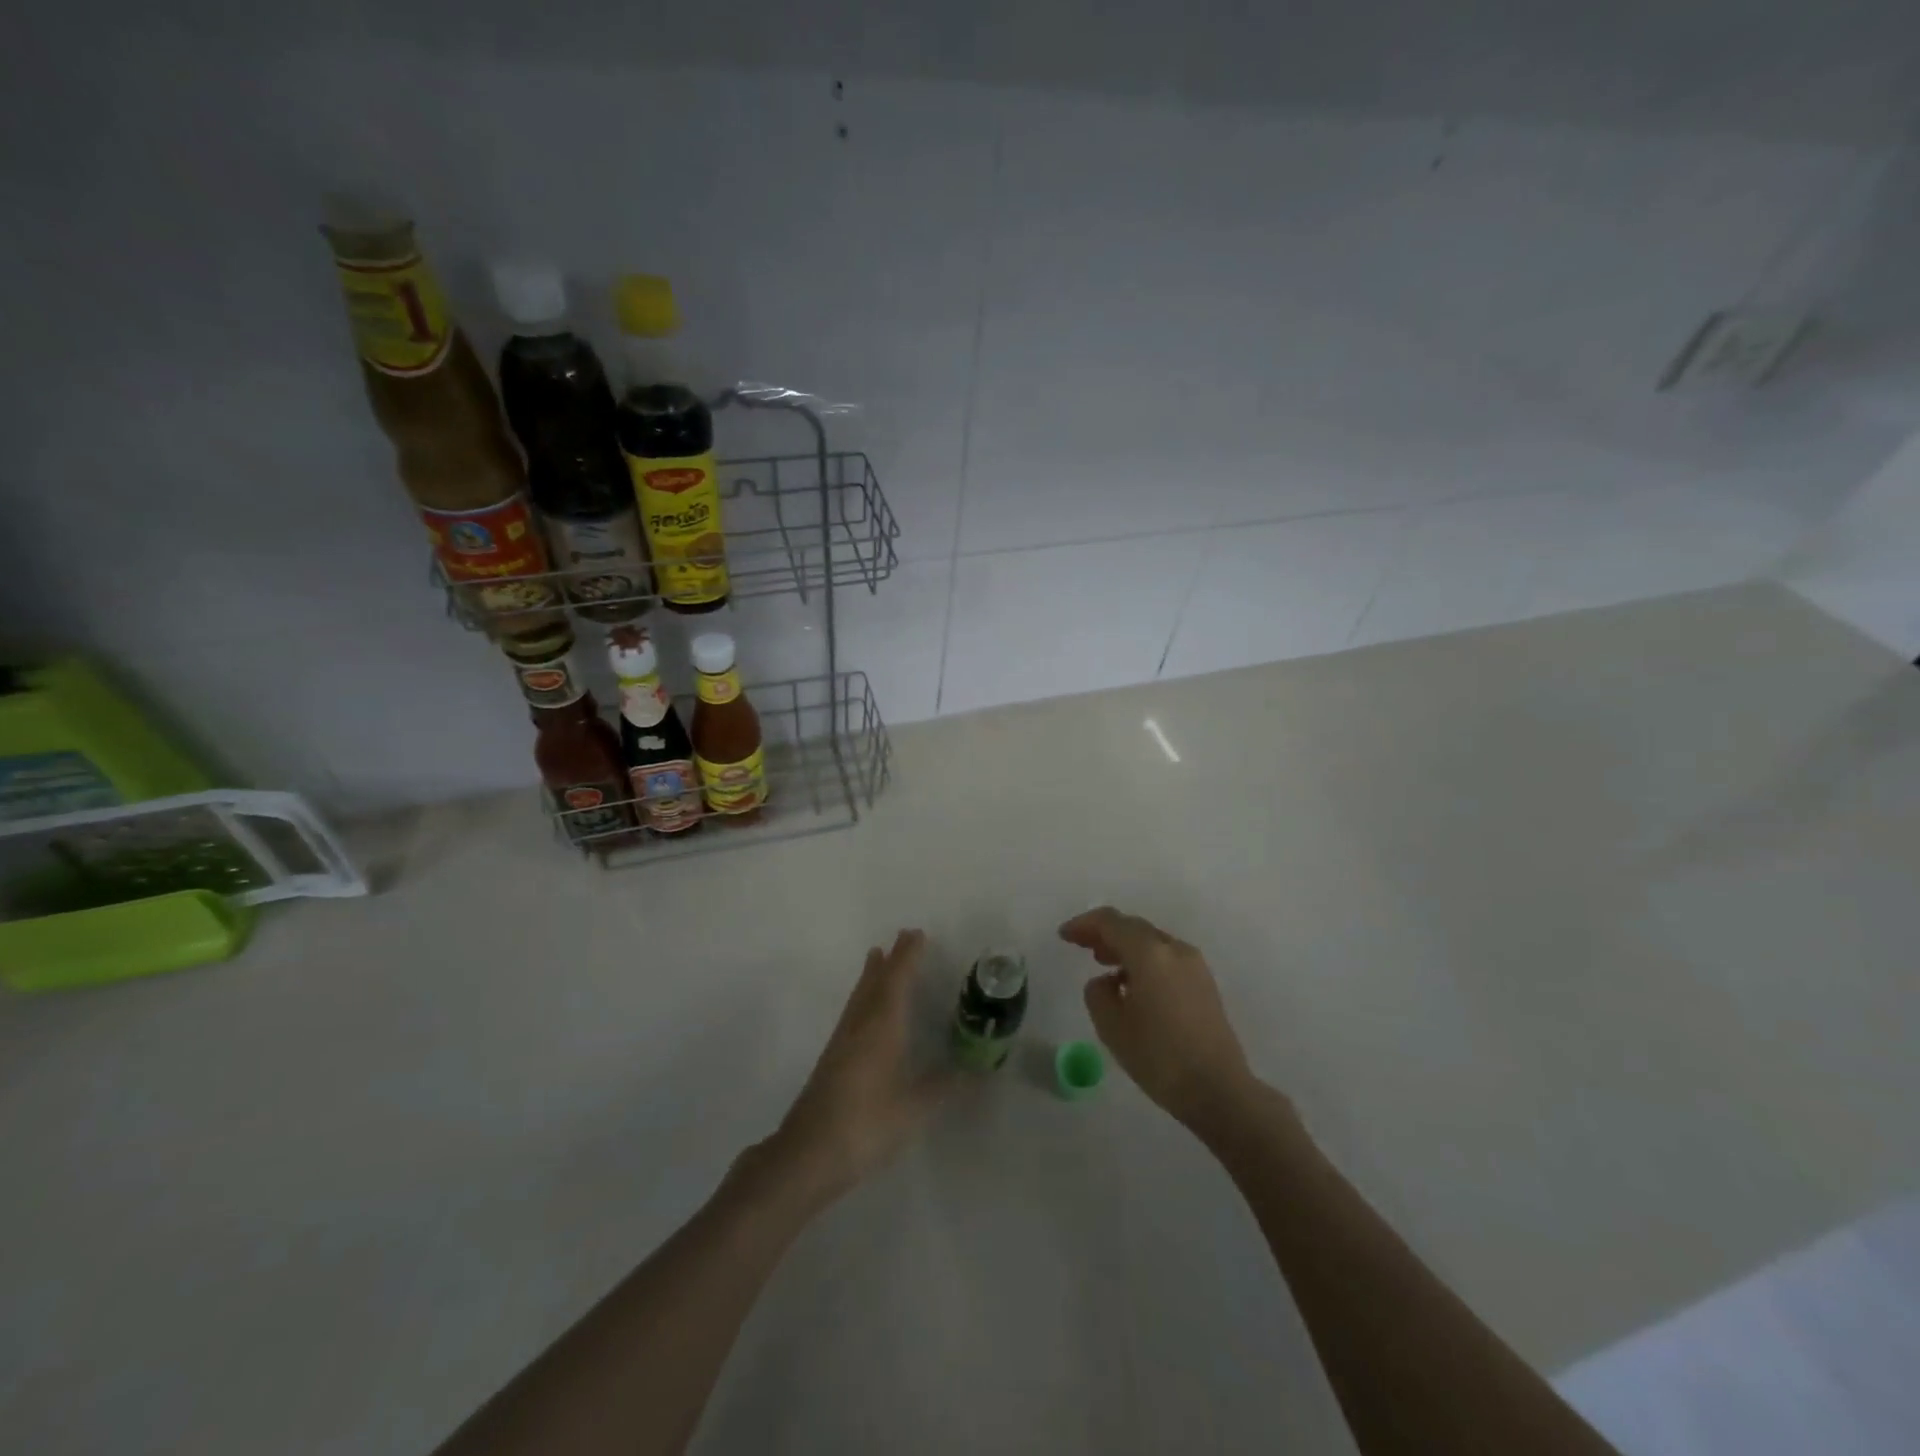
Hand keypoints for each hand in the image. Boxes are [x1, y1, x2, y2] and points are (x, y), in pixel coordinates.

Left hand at [767, 930, 954, 1202]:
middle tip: (903, 937)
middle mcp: (860, 1025)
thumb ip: (945, 1087)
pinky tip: (865, 1010)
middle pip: (875, 982)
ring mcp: (841, 1042)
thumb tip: (980, 1073)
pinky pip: (852, 1012)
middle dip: (891, 959)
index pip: (897, 981)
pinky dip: (863, 996)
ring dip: (872, 974)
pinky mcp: (831, 1059)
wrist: (808, 1154)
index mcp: (881, 1028)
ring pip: (860, 996)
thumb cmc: (866, 1125)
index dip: (908, 957)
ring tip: (877, 957)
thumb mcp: (914, 1109)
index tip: (917, 934)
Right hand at [1060, 907, 1258, 1129]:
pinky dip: (1144, 960)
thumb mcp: (1112, 1026)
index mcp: (1149, 953)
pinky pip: (1166, 958)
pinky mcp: (1204, 983)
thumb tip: (1106, 981)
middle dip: (1105, 932)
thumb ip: (1098, 993)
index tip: (1064, 935)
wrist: (1218, 1090)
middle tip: (1081, 945)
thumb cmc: (1159, 1057)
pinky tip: (1133, 985)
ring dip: (1125, 946)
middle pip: (1133, 927)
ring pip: (1151, 942)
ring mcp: (1194, 965)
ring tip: (1104, 963)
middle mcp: (1174, 949)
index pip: (1111, 922)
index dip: (1084, 924)